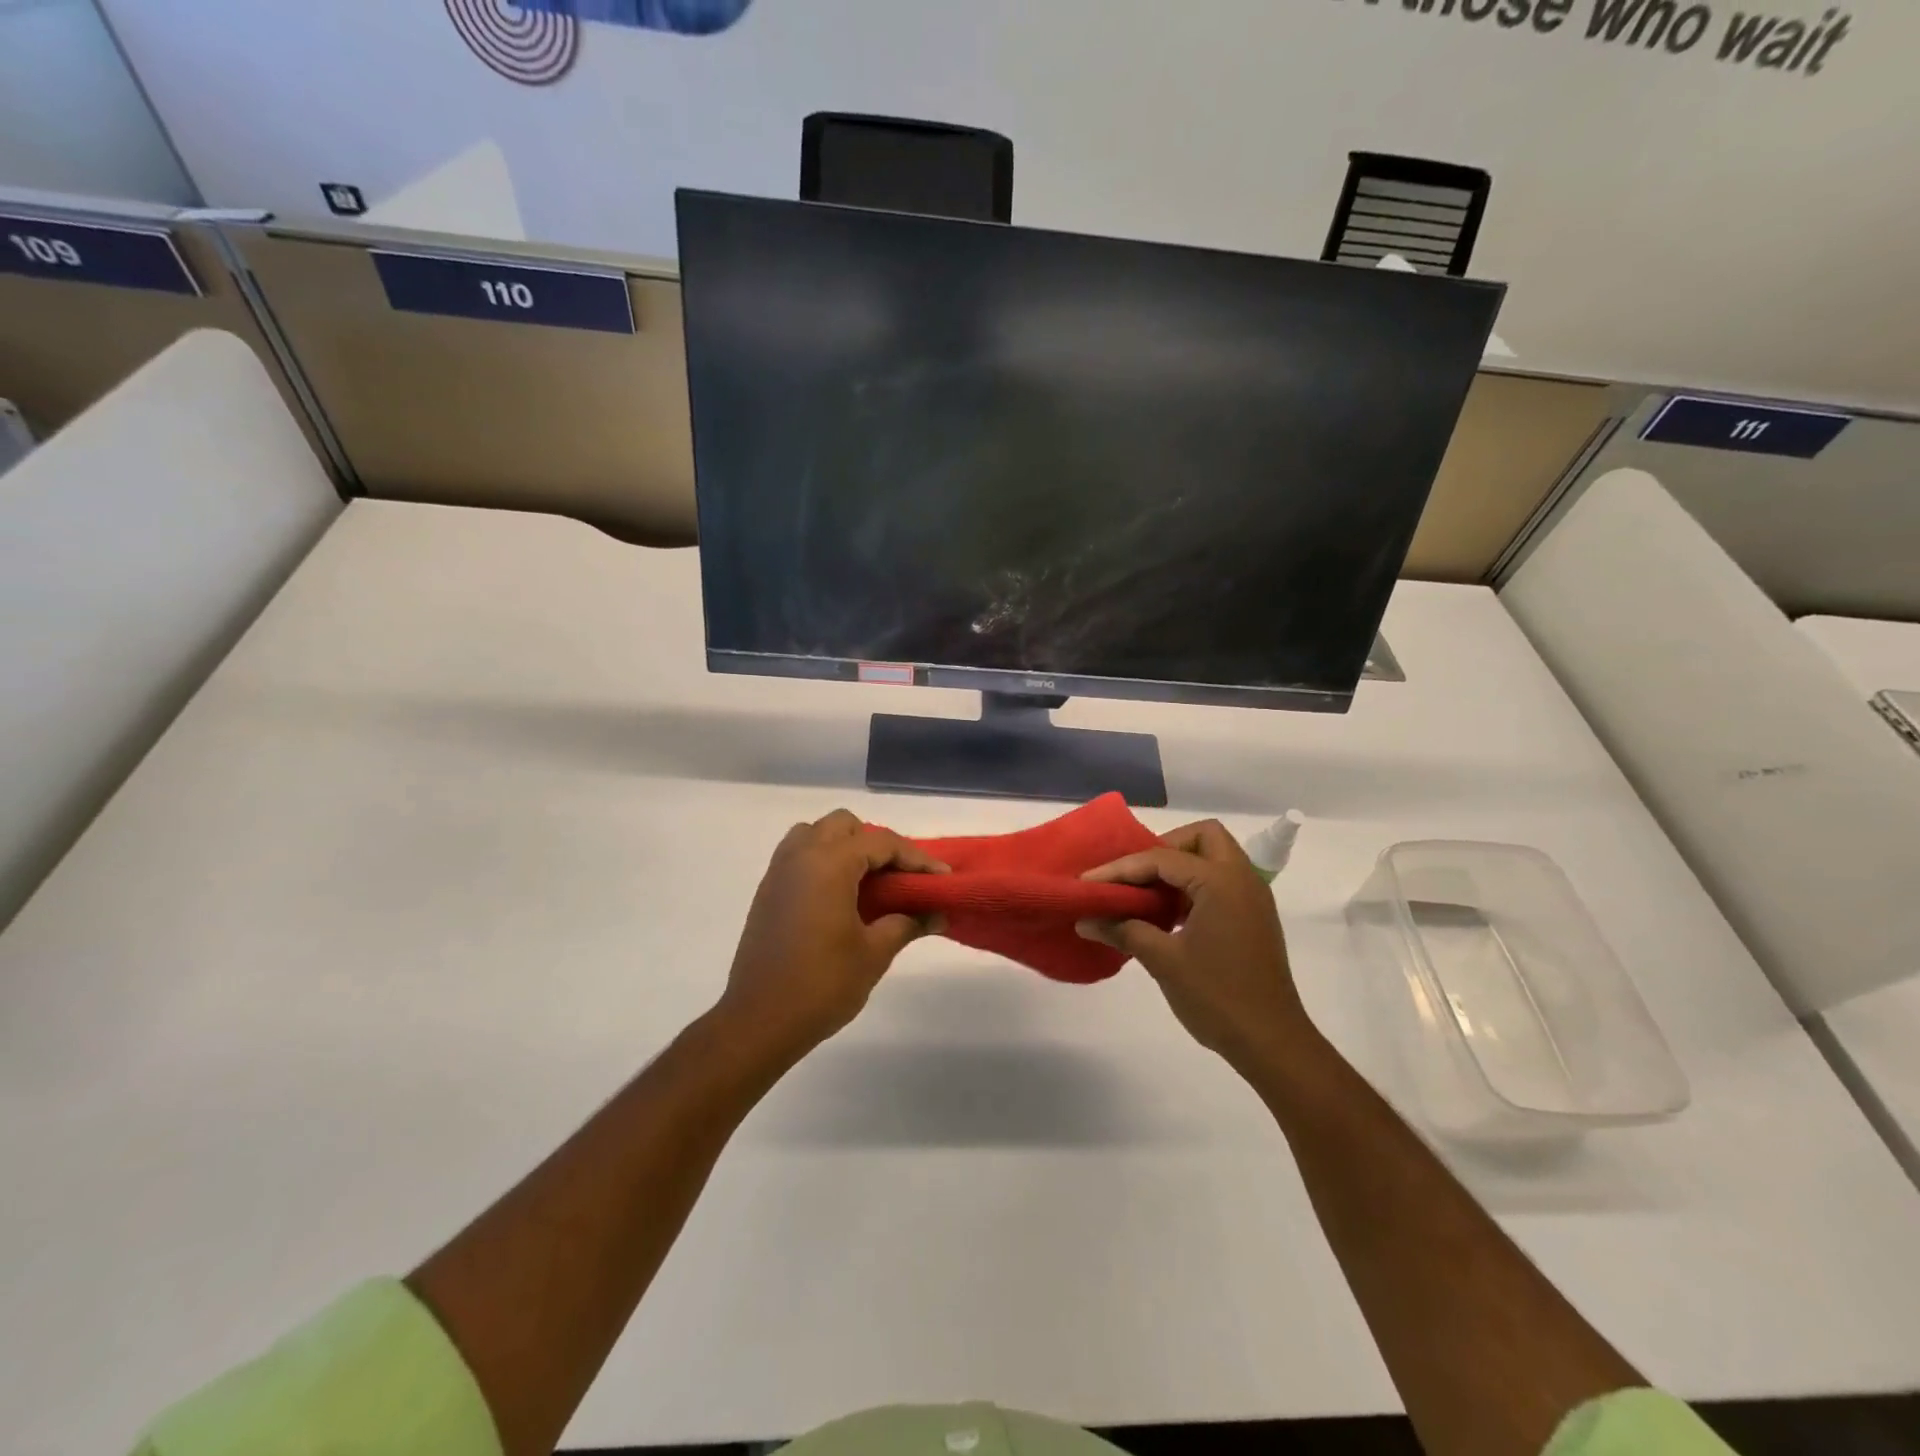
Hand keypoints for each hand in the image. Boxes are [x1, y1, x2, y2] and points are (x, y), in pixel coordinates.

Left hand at [716, 810, 947, 1063]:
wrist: (758, 1021)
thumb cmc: (822, 985)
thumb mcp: (874, 954)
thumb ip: (907, 923)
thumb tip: (937, 913)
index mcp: (829, 864)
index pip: (882, 843)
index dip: (916, 858)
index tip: (942, 878)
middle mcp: (801, 856)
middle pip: (845, 826)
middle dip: (877, 844)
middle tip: (899, 878)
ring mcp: (779, 872)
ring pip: (816, 834)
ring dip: (845, 847)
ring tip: (868, 882)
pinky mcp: (767, 892)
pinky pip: (799, 855)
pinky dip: (823, 861)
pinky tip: (840, 897)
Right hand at [1077, 819, 1313, 1073]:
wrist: (1272, 1043)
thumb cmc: (1217, 997)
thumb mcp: (1163, 961)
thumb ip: (1123, 931)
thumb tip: (1086, 920)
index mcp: (1221, 881)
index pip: (1162, 858)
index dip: (1121, 869)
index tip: (1089, 881)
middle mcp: (1242, 879)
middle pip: (1202, 837)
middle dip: (1164, 848)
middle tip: (1135, 876)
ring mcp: (1252, 898)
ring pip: (1214, 857)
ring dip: (1180, 867)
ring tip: (1146, 895)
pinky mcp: (1253, 918)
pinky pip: (1221, 881)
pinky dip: (1194, 886)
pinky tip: (1168, 915)